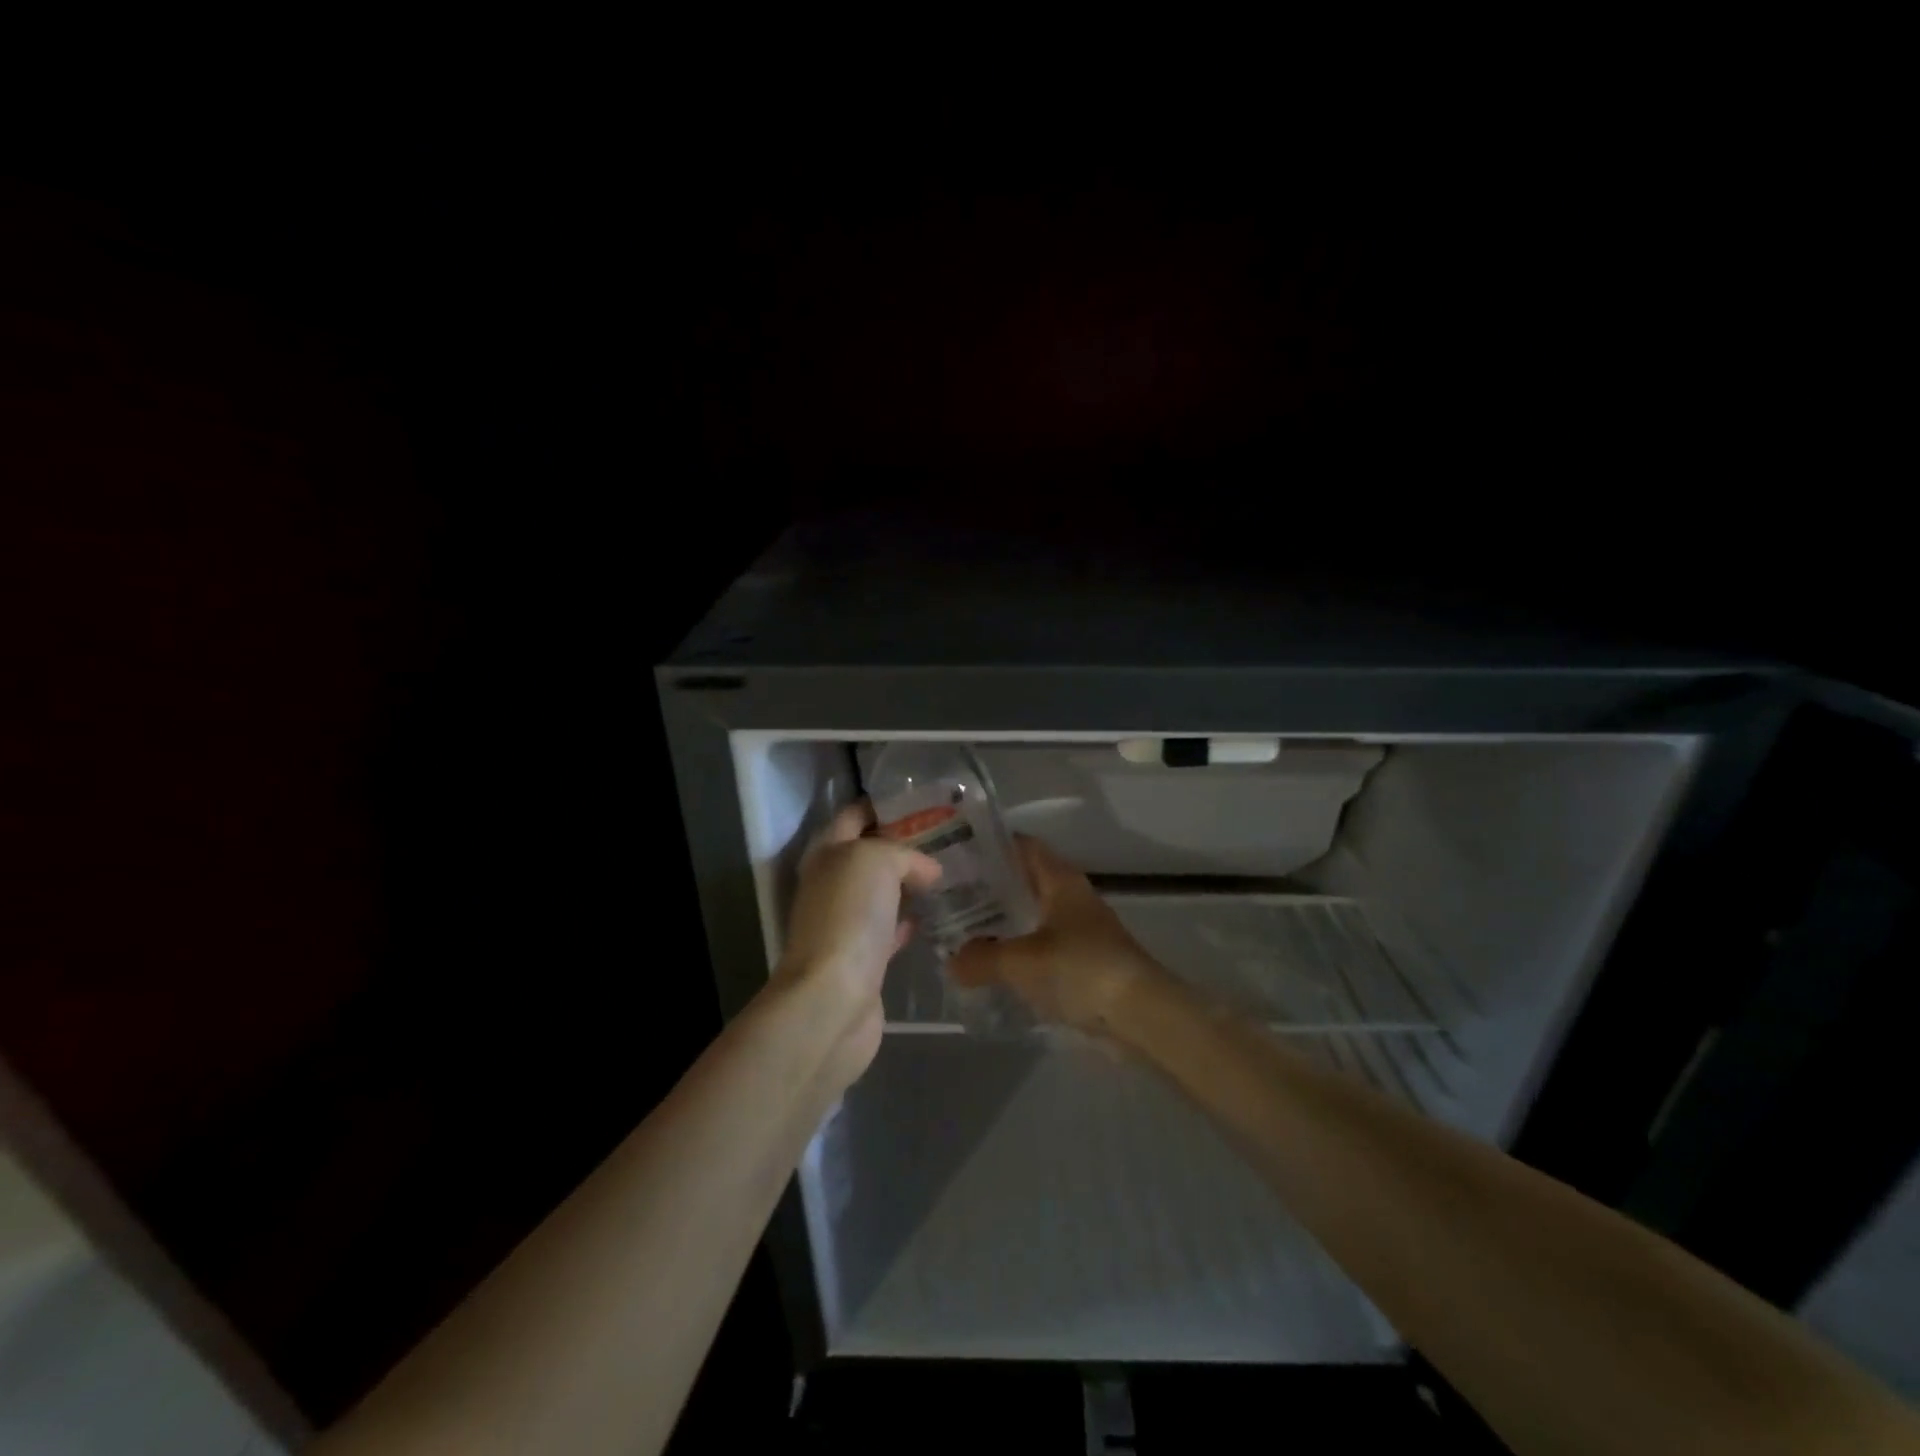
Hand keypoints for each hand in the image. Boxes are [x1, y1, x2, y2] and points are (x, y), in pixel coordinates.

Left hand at [776, 801, 940, 1088]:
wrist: (833, 998)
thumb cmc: (848, 916)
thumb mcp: (876, 861)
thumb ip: (905, 854)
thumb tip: (929, 871)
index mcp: (826, 853)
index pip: (853, 816)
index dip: (882, 805)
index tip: (921, 800)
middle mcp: (831, 884)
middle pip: (868, 854)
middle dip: (902, 844)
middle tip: (948, 837)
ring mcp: (845, 923)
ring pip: (881, 892)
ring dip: (908, 883)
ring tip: (950, 872)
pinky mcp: (863, 958)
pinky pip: (890, 929)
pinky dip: (910, 920)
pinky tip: (936, 916)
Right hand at [949, 836, 1169, 1034]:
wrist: (1141, 1015)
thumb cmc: (1081, 969)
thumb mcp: (1021, 961)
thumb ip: (981, 958)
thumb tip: (952, 961)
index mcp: (1060, 880)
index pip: (1023, 846)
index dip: (992, 844)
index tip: (957, 853)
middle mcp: (1071, 898)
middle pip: (1025, 882)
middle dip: (990, 888)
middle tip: (950, 898)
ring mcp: (1080, 931)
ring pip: (1033, 917)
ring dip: (1004, 924)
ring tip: (962, 934)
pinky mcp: (1084, 964)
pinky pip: (1042, 950)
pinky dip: (1019, 954)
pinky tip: (994, 970)